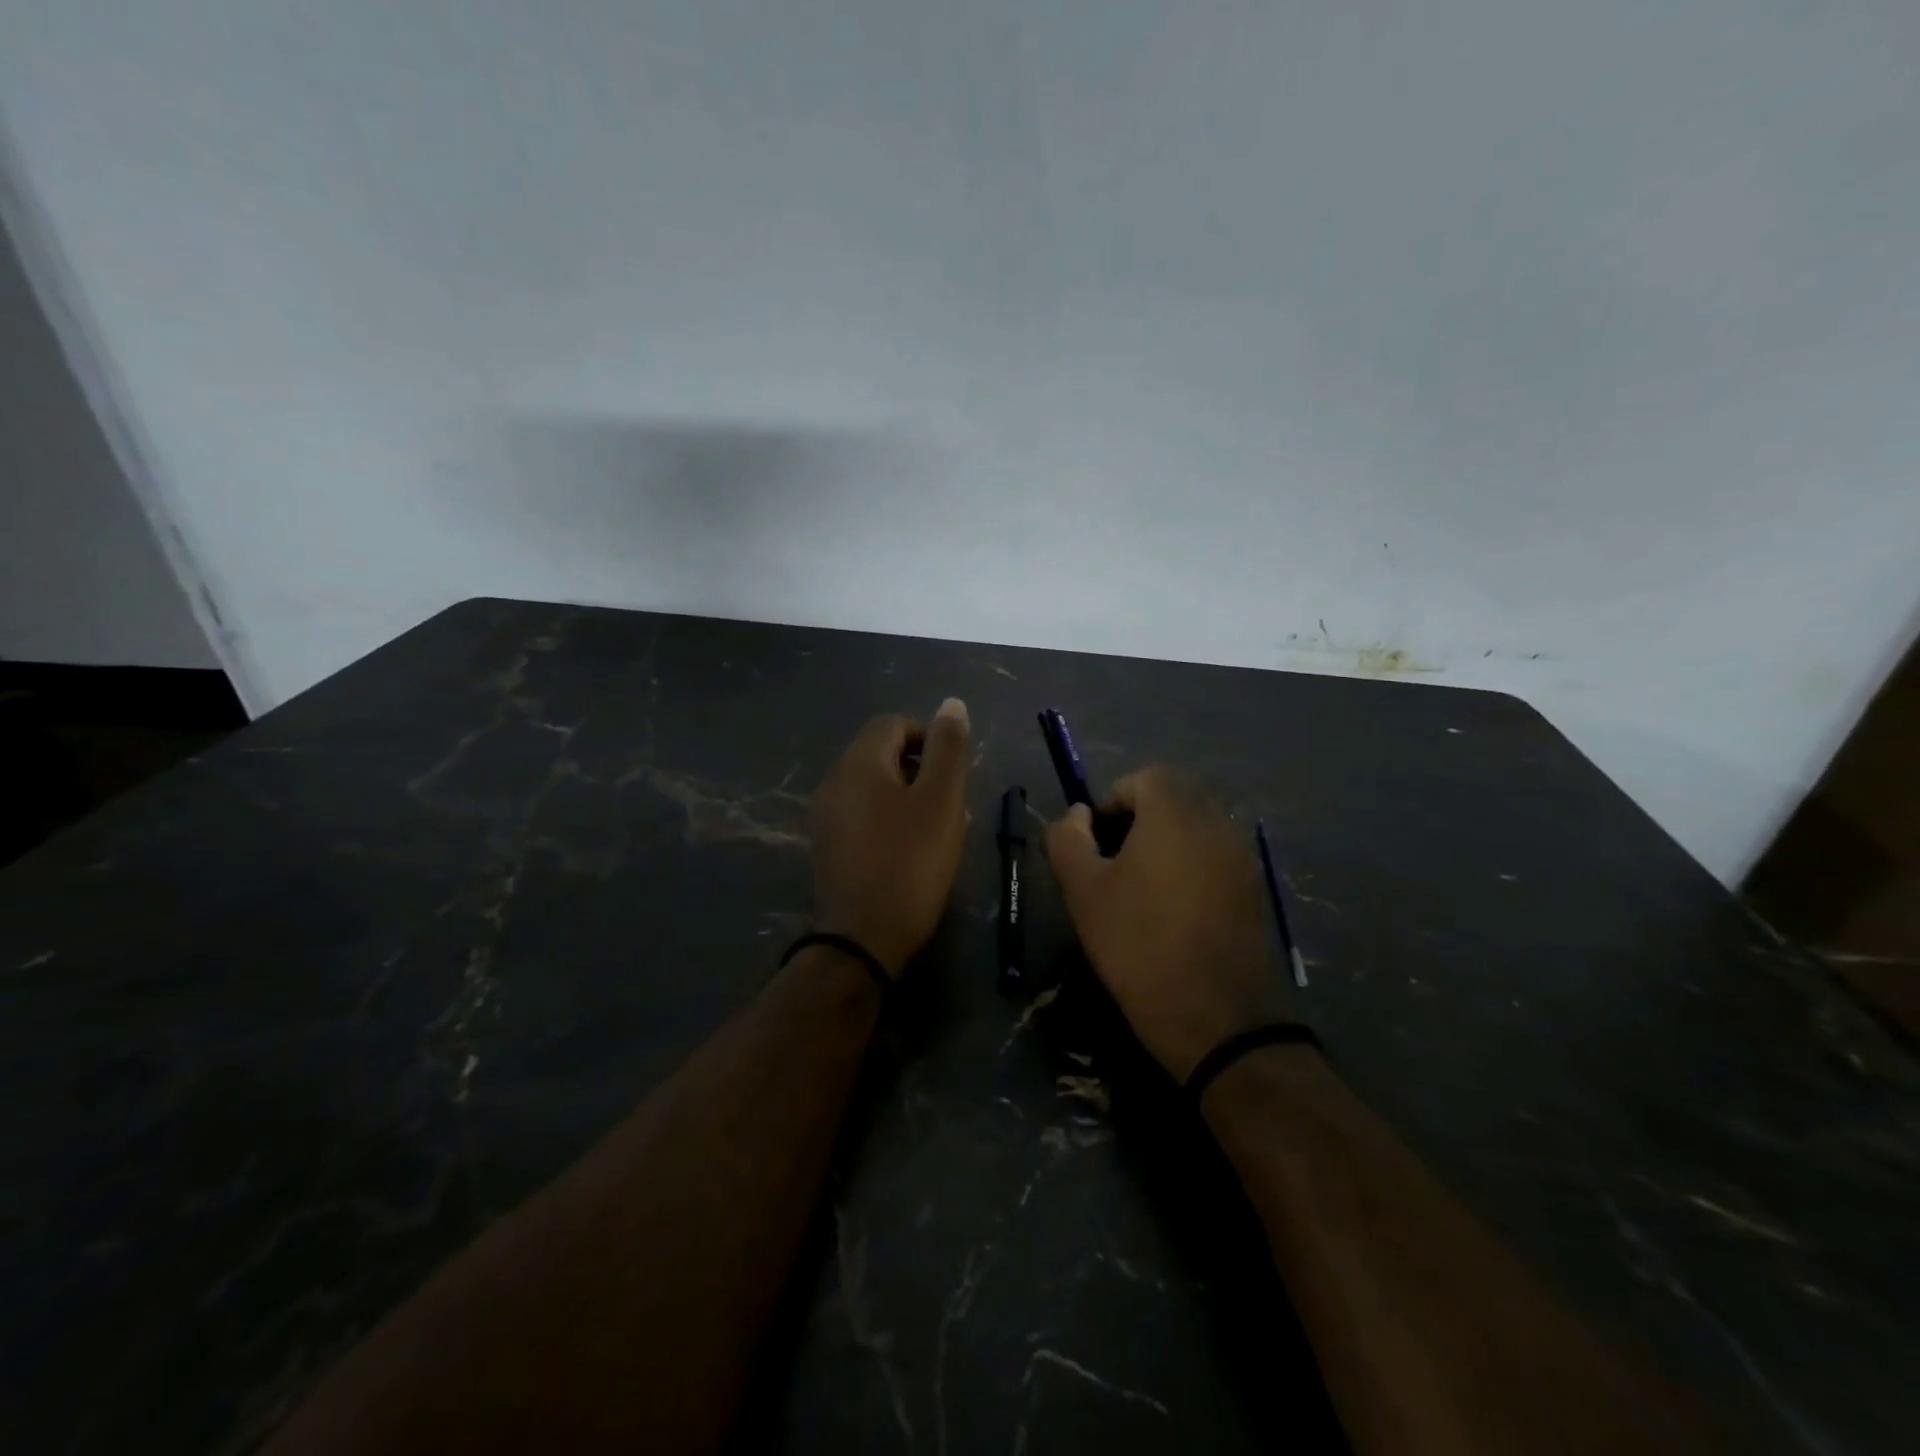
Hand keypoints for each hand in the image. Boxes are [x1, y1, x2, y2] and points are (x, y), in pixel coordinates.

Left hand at [810, 699, 972, 977]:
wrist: (862, 939)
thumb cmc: (909, 862)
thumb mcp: (941, 800)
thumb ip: (948, 748)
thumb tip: (951, 704)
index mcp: (859, 762)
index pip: (894, 723)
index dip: (929, 737)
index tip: (955, 772)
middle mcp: (834, 781)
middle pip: (882, 755)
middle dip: (922, 770)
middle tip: (953, 805)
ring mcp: (826, 816)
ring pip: (875, 788)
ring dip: (910, 798)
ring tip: (940, 831)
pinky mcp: (828, 847)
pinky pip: (863, 816)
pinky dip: (890, 821)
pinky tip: (912, 852)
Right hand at [1046, 767, 1294, 1080]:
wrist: (1219, 1020)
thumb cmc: (1139, 945)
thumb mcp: (1083, 892)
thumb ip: (1068, 839)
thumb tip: (1077, 814)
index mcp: (1175, 813)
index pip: (1144, 777)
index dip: (1112, 800)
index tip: (1094, 841)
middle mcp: (1217, 823)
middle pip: (1174, 797)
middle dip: (1139, 818)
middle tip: (1113, 862)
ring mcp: (1242, 857)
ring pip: (1197, 827)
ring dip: (1166, 841)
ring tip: (1140, 888)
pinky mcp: (1255, 890)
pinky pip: (1216, 856)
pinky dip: (1191, 864)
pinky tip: (1174, 910)